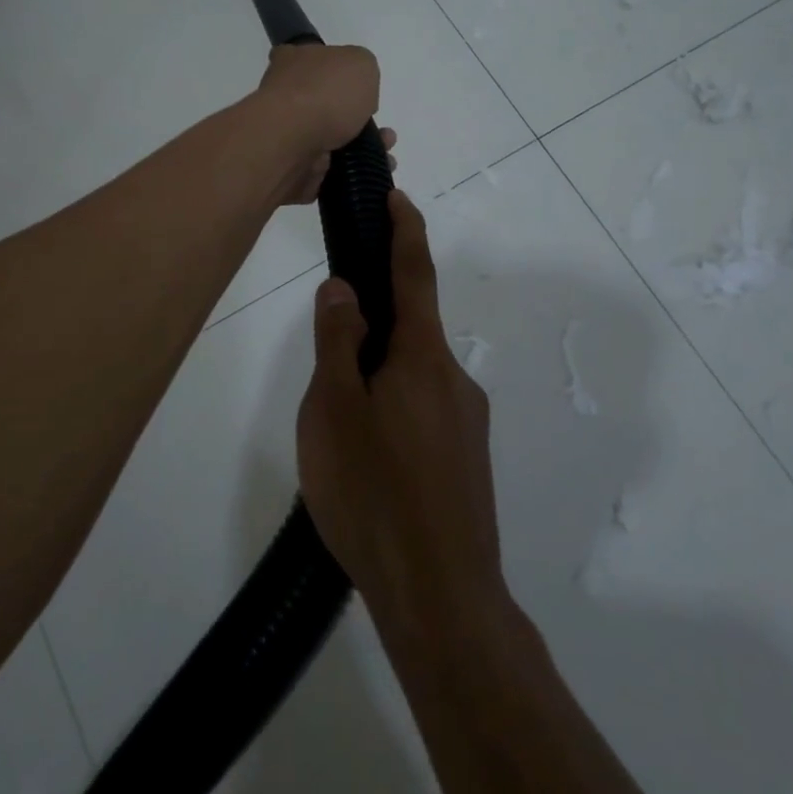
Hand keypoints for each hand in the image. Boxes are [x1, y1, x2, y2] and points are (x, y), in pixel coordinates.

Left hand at [252, 43, 392, 204]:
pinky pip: (329, 173)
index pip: (311, 60)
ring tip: (386, 153)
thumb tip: (358, 92)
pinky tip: (375, 172)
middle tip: (383, 129)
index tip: (358, 88)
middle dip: (360, 119)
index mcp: (293, 62)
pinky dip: (353, 174)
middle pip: (327, 105)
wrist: (291, 144)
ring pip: (333, 143)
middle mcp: (286, 98)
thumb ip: (363, 70)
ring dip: (363, 149)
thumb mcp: (360, 62)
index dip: (336, 72)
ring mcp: (288, 137)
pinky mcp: (294, 171)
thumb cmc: (325, 94)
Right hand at [296, 191, 506, 636]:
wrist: (442, 598)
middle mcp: (453, 379)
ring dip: (377, 383)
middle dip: (371, 331)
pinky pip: (423, 416)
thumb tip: (343, 288)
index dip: (404, 229)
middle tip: (326, 374)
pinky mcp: (466, 461)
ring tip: (339, 437)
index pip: (414, 272)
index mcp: (422, 357)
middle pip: (409, 331)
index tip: (397, 195)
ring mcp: (466, 423)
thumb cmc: (374, 494)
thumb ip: (337, 343)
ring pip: (412, 379)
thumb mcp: (333, 412)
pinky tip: (369, 468)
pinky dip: (392, 416)